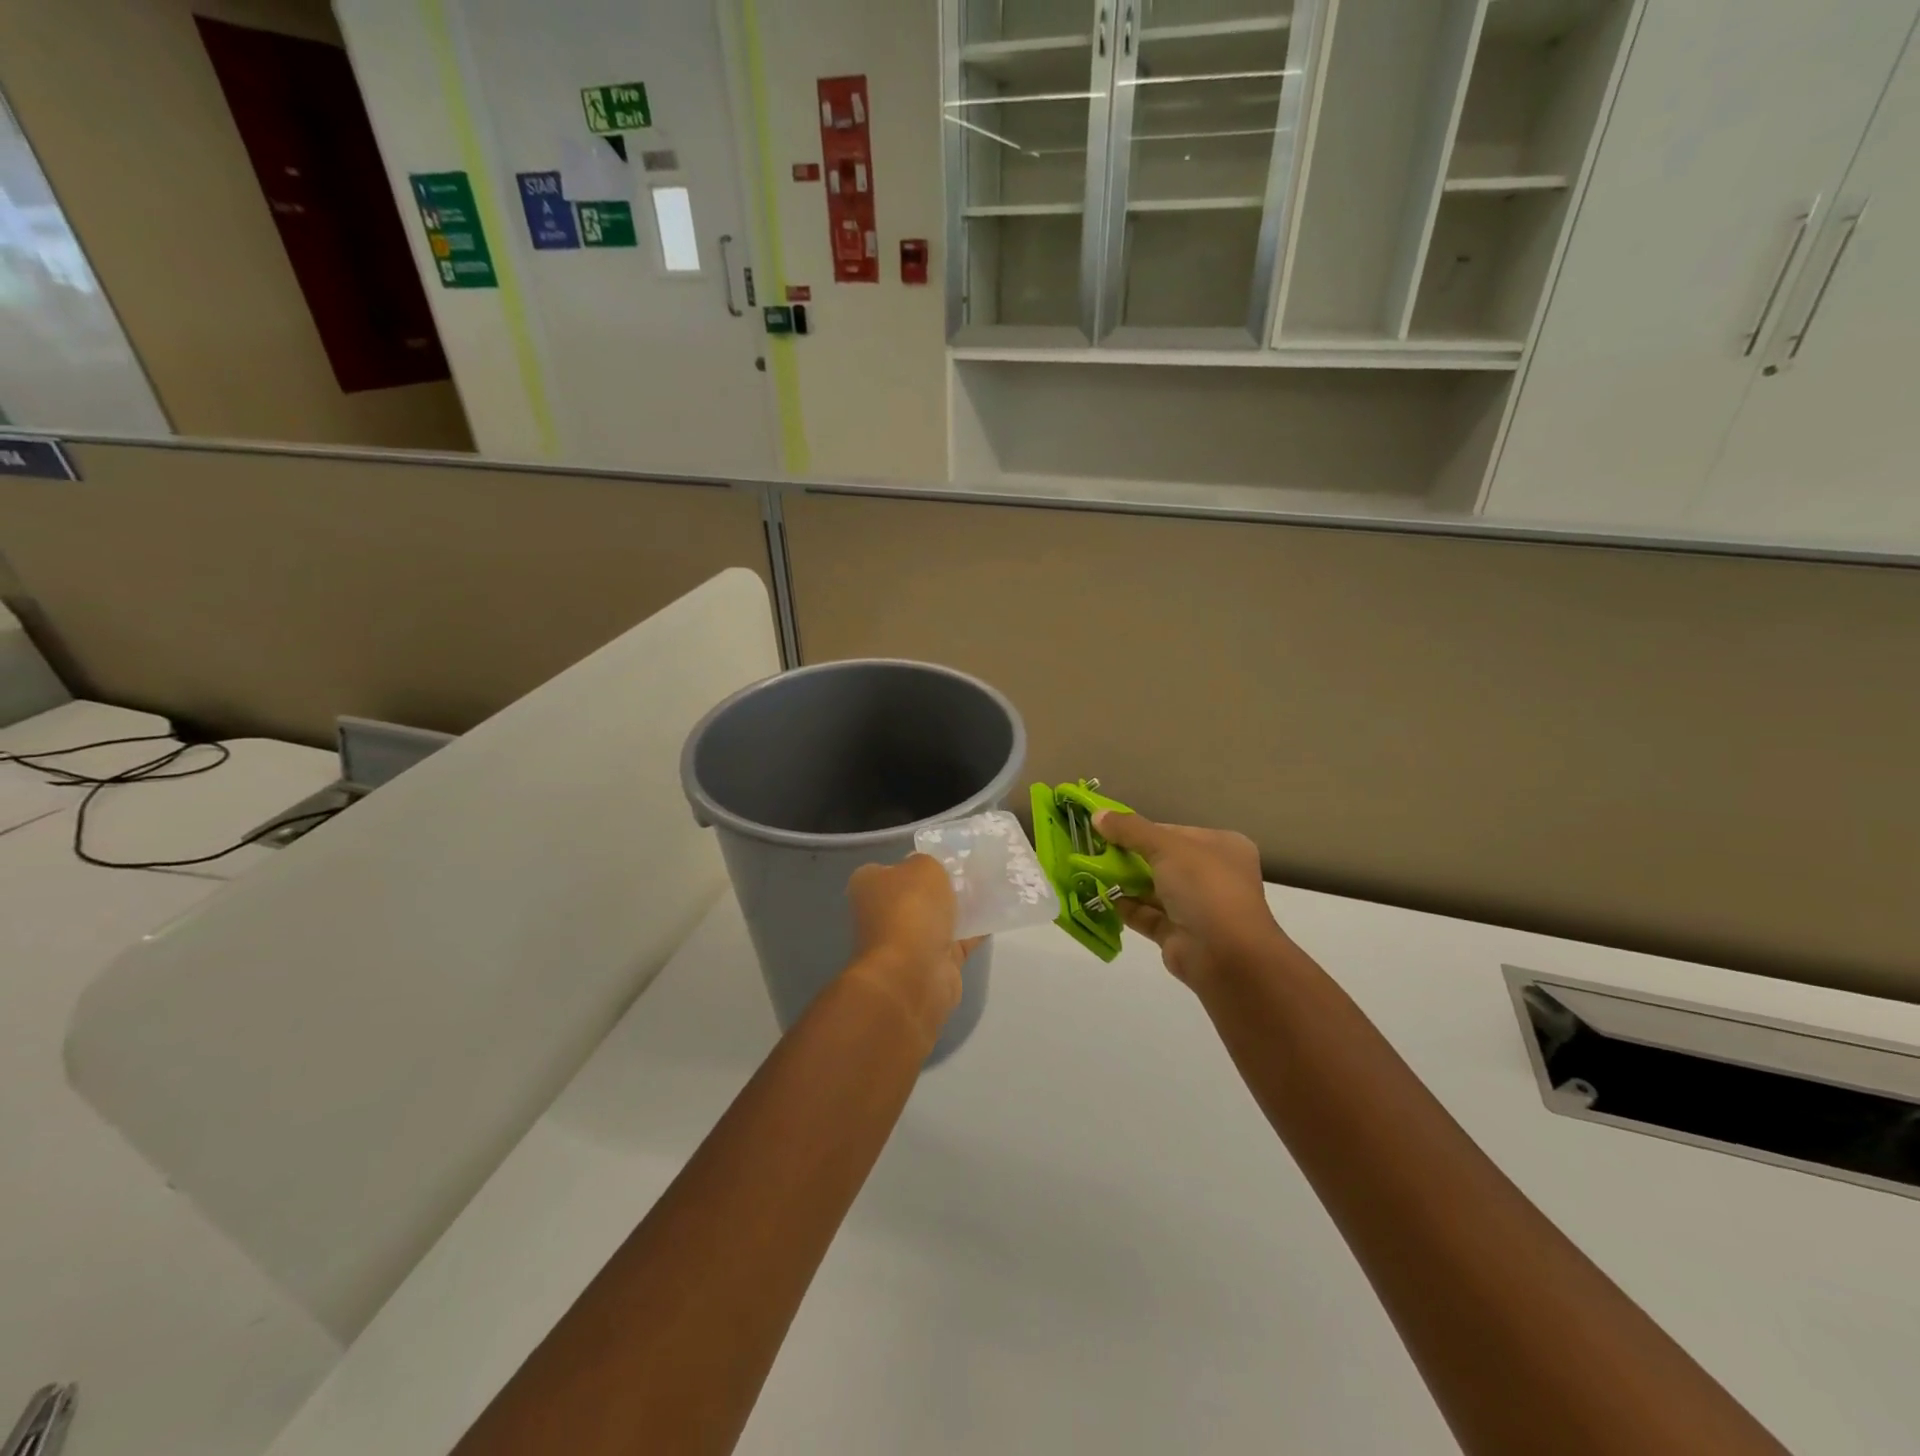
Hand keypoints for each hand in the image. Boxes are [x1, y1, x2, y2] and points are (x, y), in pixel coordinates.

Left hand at [844, 855, 980, 1039]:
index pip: (892, 867)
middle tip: (973, 871)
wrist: (913, 975)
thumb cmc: (910, 910)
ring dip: (959, 908)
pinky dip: (974, 931)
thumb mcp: (923, 867)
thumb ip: (929, 862)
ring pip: (938, 918)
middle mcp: (883, 913)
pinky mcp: (932, 964)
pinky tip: (996, 916)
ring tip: (991, 888)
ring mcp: (907, 941)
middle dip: (942, 886)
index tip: (946, 857)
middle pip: (917, 893)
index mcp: (869, 885)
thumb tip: (928, 871)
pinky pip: (957, 940)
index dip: (917, 861)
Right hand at [1094, 811, 1286, 991]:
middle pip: (1162, 859)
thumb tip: (1097, 814)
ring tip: (1088, 871)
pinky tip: (1100, 897)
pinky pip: (1147, 915)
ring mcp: (1197, 907)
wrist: (1226, 956)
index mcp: (1222, 847)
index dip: (1140, 830)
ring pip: (1153, 888)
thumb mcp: (1167, 847)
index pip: (1174, 832)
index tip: (1106, 828)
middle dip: (1128, 856)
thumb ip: (1130, 830)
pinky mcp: (1179, 934)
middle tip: (1093, 850)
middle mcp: (1213, 876)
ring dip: (1123, 881)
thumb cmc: (1205, 887)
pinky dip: (1125, 906)